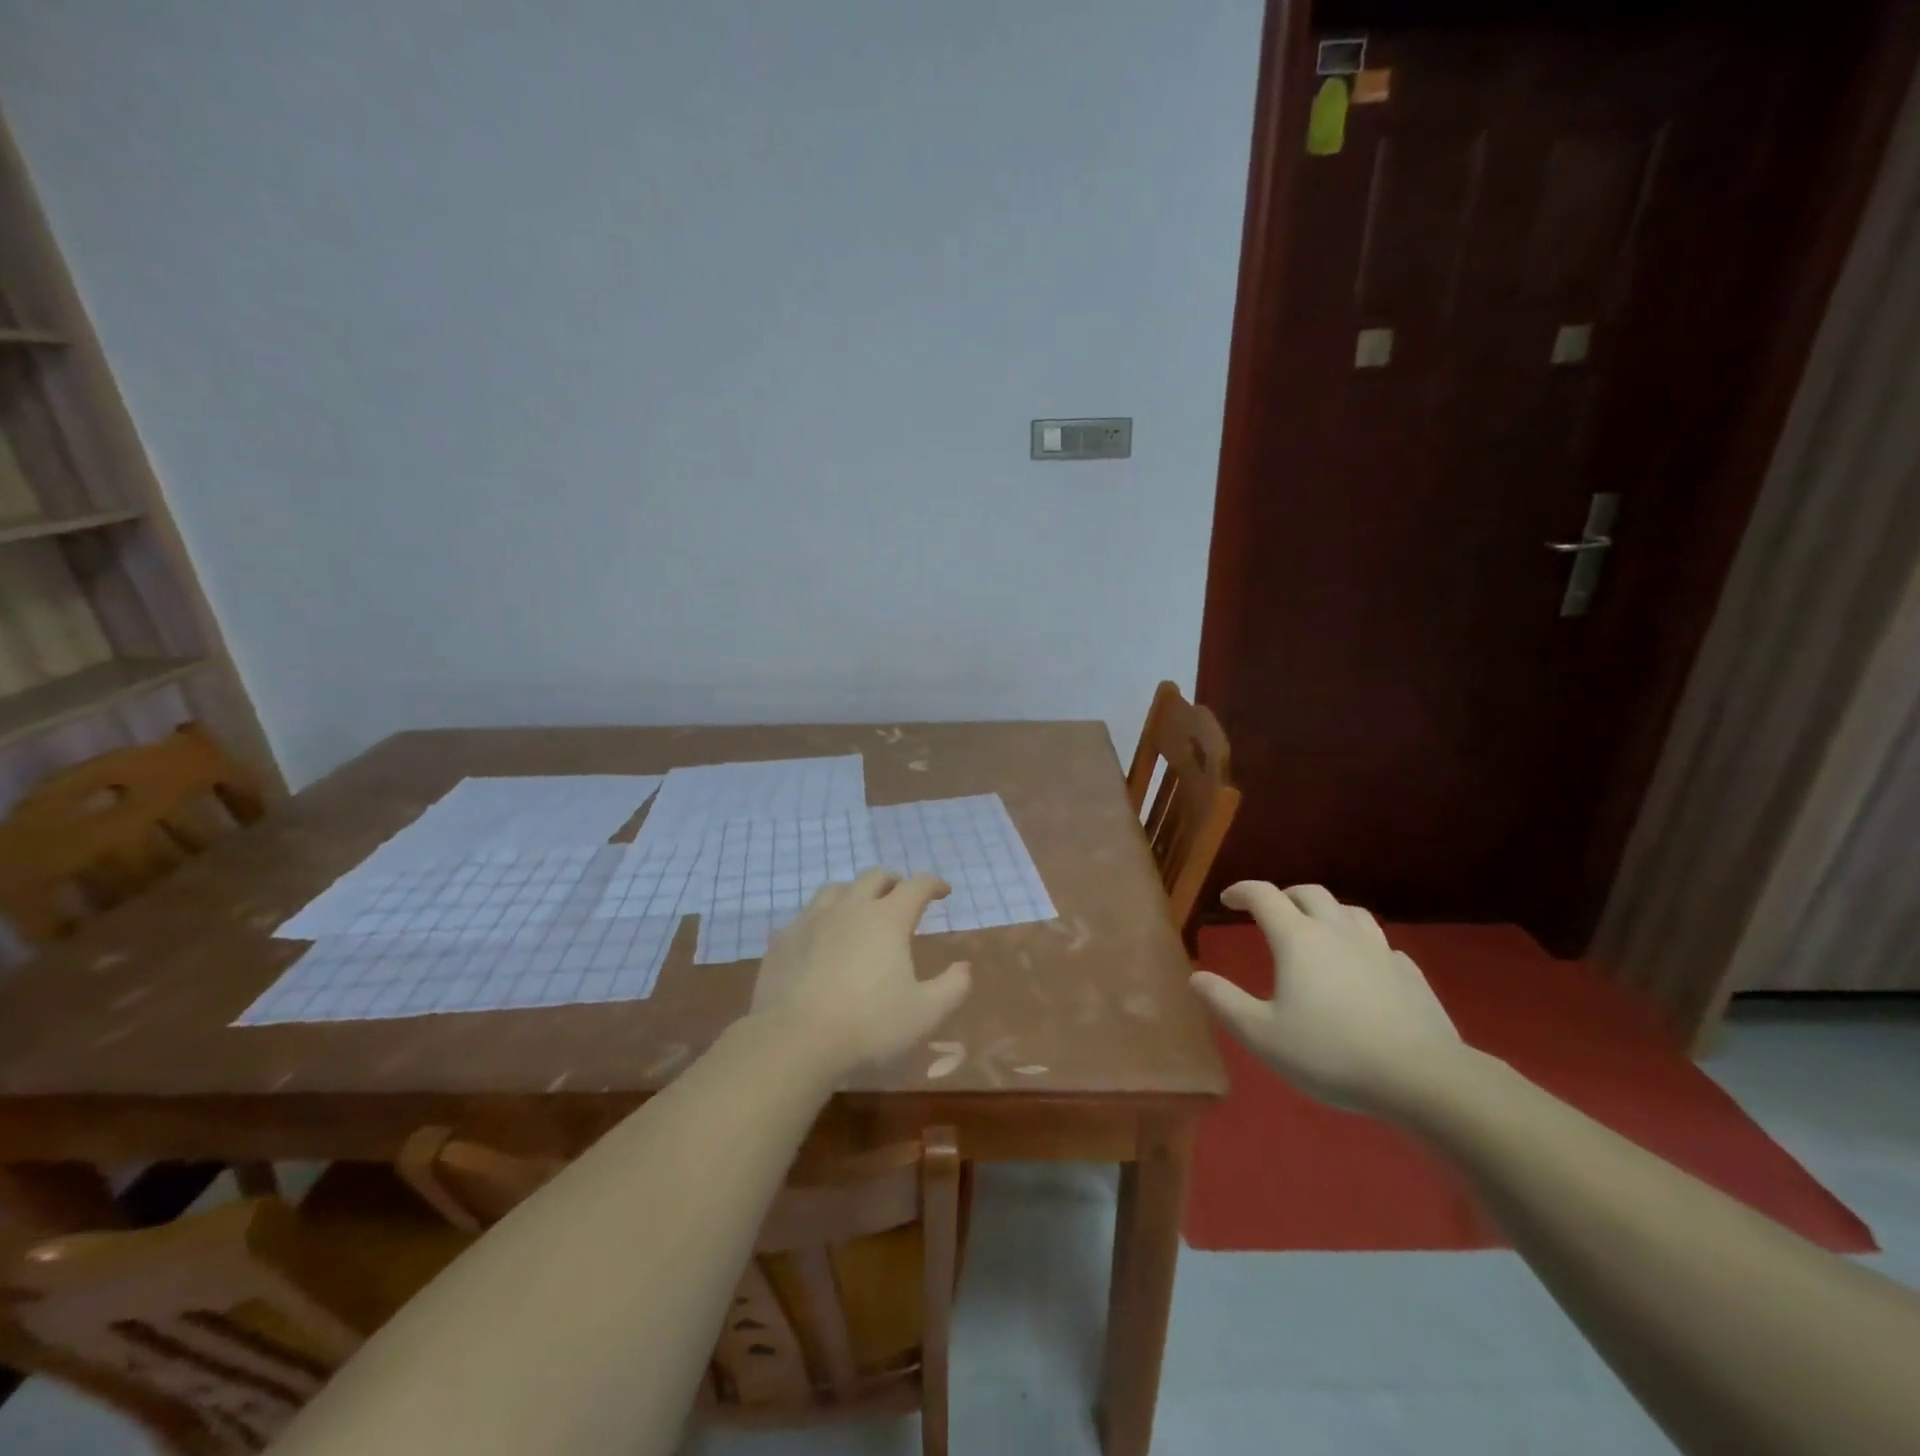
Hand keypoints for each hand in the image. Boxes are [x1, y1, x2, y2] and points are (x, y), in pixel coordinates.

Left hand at [751, 869, 971, 1076]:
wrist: (794, 1041)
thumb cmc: (869, 1026)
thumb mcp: (926, 1014)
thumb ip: (953, 987)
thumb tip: (964, 967)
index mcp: (888, 919)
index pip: (916, 886)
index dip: (933, 884)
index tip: (943, 891)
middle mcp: (850, 908)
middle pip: (875, 877)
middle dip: (894, 882)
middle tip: (902, 897)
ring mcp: (811, 920)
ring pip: (836, 889)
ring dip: (855, 893)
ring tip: (860, 910)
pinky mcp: (783, 940)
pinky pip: (805, 917)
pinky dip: (822, 920)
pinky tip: (821, 940)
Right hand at [1190, 881, 1464, 1114]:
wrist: (1424, 1079)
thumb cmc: (1332, 1054)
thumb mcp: (1263, 1036)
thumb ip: (1225, 1003)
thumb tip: (1196, 977)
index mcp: (1298, 939)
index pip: (1264, 895)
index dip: (1242, 891)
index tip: (1227, 899)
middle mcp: (1338, 932)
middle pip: (1309, 893)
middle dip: (1285, 895)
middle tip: (1270, 911)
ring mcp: (1379, 950)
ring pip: (1350, 911)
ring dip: (1327, 911)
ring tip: (1317, 928)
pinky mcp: (1410, 975)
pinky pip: (1381, 944)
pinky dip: (1361, 944)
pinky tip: (1362, 965)